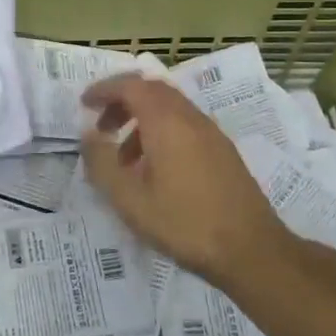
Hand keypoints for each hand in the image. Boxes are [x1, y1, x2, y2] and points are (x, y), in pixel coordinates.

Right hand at [79, 75, 293, 284]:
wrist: (251, 250)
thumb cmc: (184, 224)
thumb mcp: (130, 200)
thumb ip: (102, 163)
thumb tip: (88, 133)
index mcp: (166, 122)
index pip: (131, 86)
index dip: (105, 89)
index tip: (84, 103)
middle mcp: (190, 118)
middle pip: (152, 90)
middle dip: (122, 101)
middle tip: (102, 126)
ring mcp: (211, 133)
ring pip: (170, 108)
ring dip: (141, 120)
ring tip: (123, 157)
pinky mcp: (223, 150)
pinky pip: (185, 125)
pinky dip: (161, 132)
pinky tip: (154, 170)